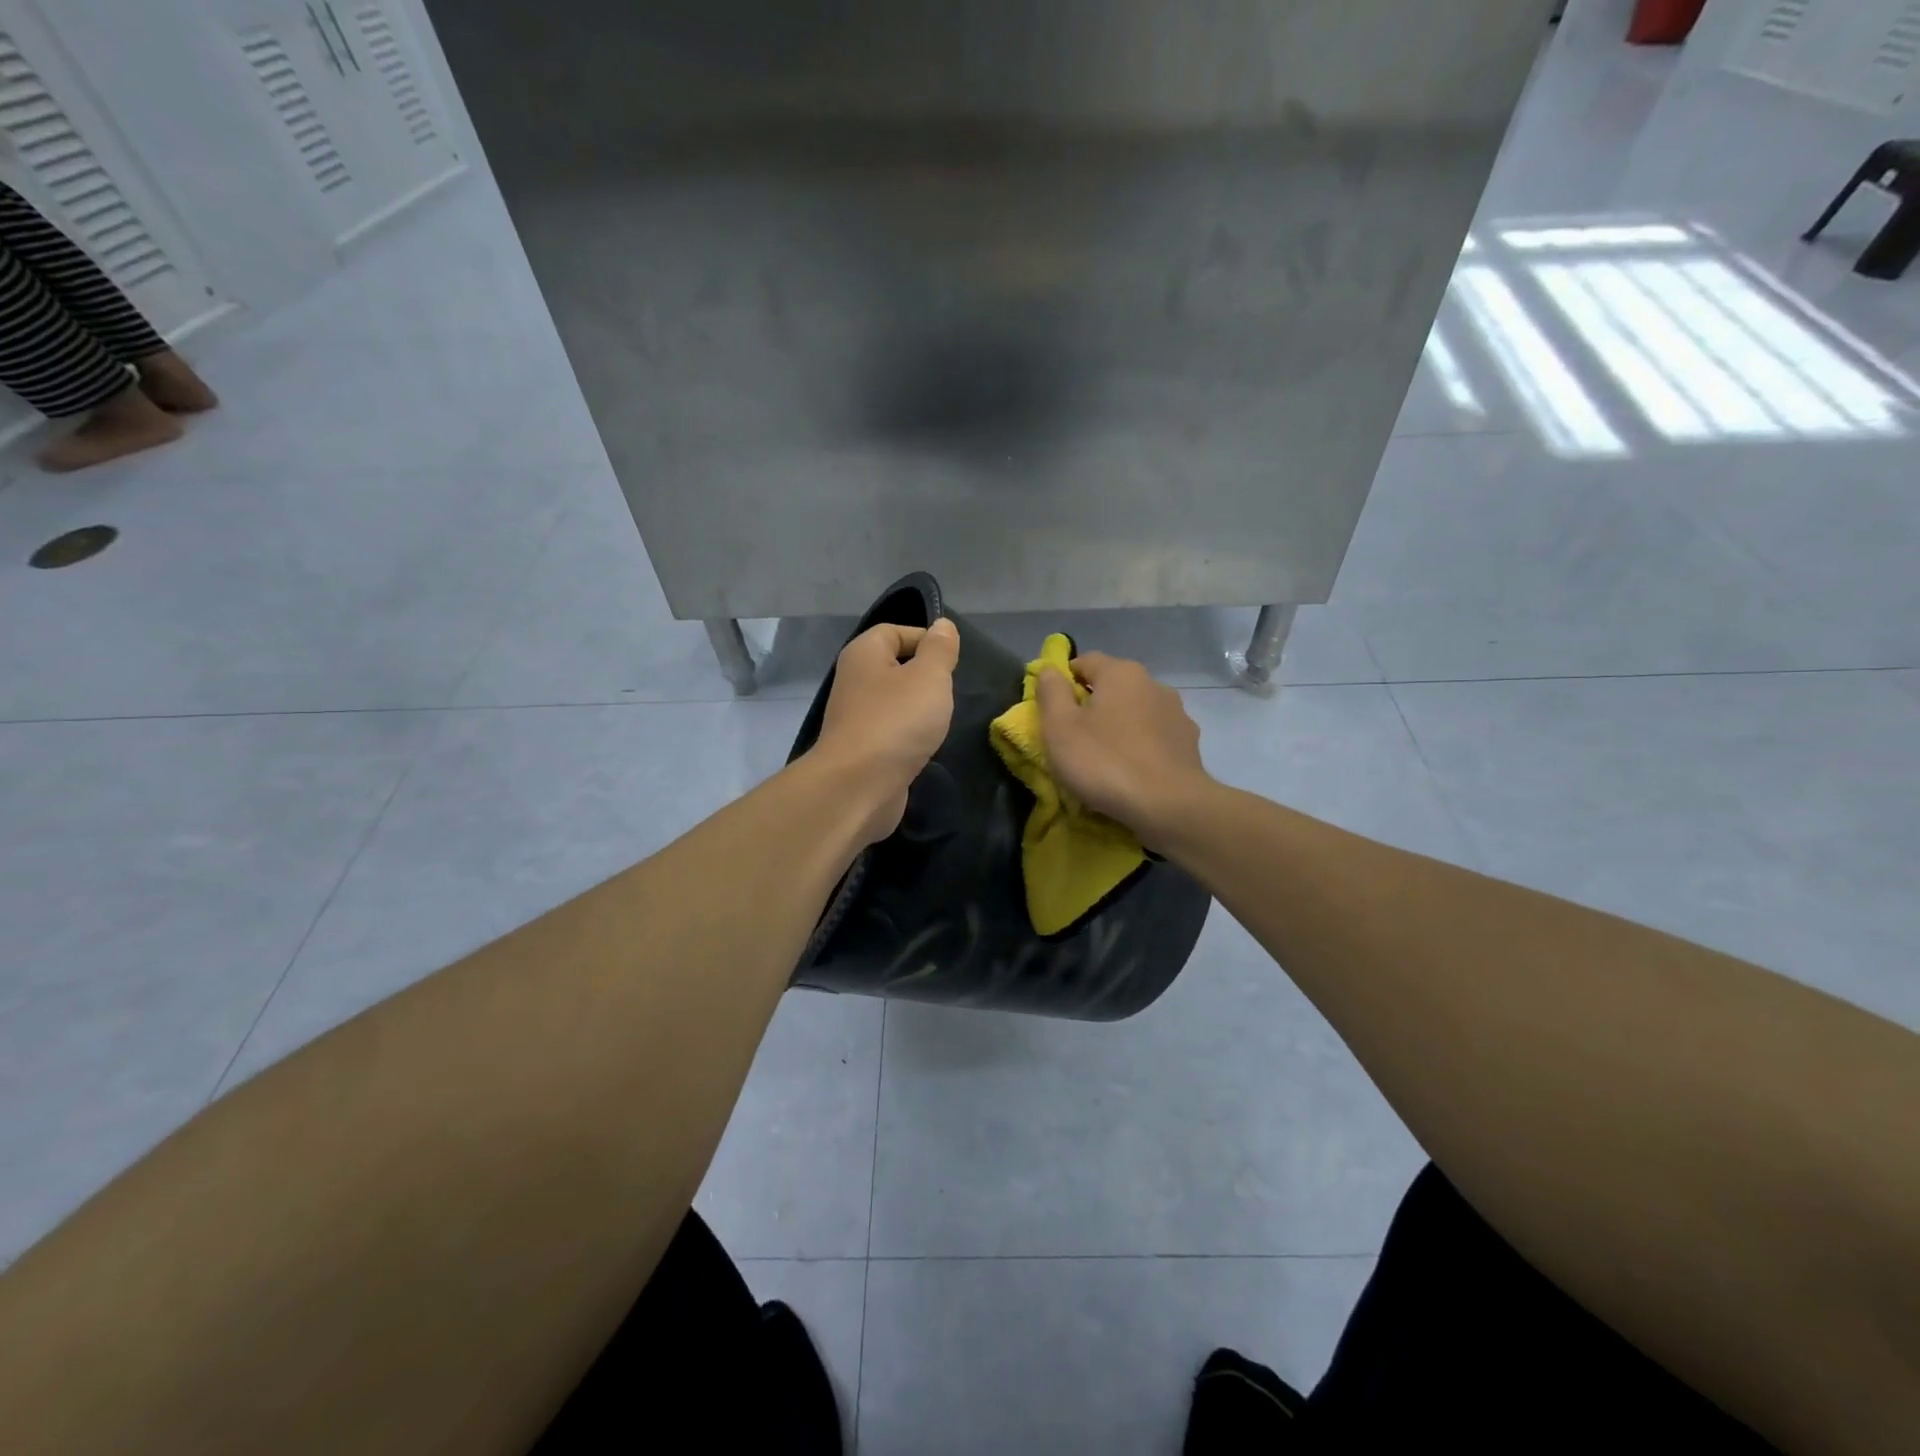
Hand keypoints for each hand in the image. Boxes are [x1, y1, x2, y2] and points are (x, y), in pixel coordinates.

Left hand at [810, 618, 960, 844]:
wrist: (858, 787)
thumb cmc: (896, 721)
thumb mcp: (929, 676)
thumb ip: (940, 650)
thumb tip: (943, 626)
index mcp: (864, 654)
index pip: (895, 631)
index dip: (926, 640)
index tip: (953, 662)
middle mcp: (855, 681)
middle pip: (895, 667)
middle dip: (926, 678)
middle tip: (950, 692)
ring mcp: (856, 718)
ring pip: (895, 703)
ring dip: (919, 711)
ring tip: (941, 720)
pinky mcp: (863, 750)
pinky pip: (892, 733)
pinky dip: (909, 738)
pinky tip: (926, 747)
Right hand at [1035, 652, 1212, 847]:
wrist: (1169, 806)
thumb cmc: (1105, 762)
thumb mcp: (1060, 727)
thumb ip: (1051, 692)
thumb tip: (1050, 670)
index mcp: (1121, 673)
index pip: (1085, 661)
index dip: (1064, 680)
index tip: (1053, 710)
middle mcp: (1154, 683)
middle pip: (1113, 686)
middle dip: (1093, 704)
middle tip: (1075, 737)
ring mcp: (1177, 714)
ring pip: (1137, 712)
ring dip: (1120, 725)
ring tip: (1105, 757)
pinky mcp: (1189, 744)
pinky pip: (1155, 737)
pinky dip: (1141, 746)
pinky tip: (1132, 770)